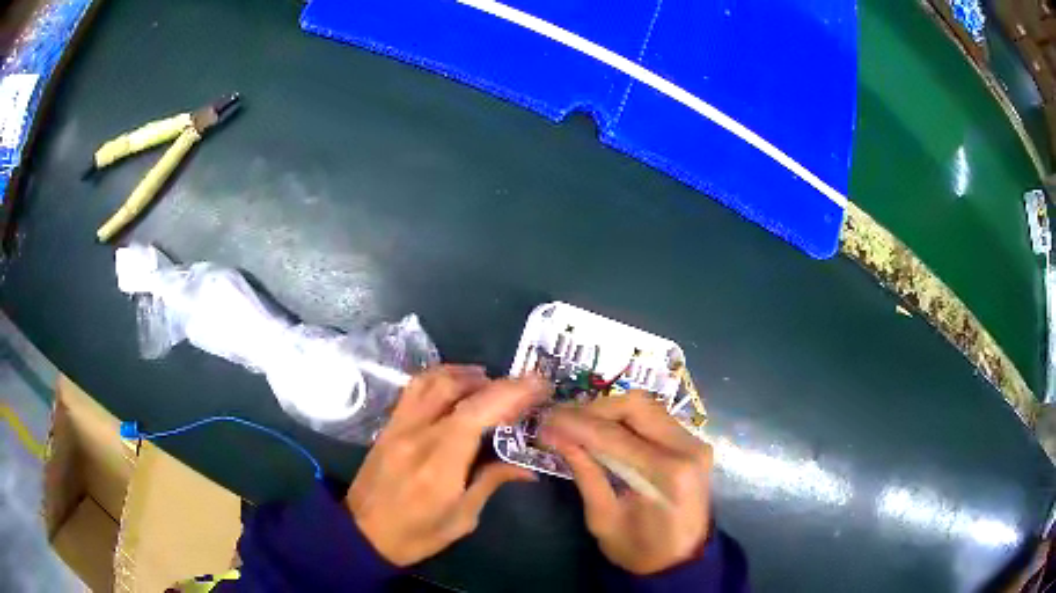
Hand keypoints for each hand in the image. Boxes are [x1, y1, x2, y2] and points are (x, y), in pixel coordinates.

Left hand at [347, 365, 548, 565]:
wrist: (361, 534)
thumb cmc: (416, 535)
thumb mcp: (461, 519)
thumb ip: (490, 482)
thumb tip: (526, 467)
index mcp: (439, 464)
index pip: (476, 414)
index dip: (510, 394)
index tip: (538, 384)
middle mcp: (417, 435)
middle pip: (456, 390)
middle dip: (496, 382)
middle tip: (522, 386)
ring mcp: (398, 426)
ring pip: (432, 381)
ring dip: (465, 374)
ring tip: (490, 381)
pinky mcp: (388, 426)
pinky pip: (414, 389)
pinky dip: (439, 378)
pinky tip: (455, 385)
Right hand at [540, 391, 712, 574]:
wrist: (681, 561)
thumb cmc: (639, 550)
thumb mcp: (603, 519)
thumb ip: (585, 473)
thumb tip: (558, 436)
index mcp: (667, 473)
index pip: (614, 435)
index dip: (576, 424)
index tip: (546, 421)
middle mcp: (688, 448)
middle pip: (636, 406)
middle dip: (594, 409)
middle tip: (563, 420)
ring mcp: (695, 442)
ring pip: (646, 406)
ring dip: (609, 411)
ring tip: (579, 424)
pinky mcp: (693, 443)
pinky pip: (655, 418)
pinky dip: (626, 420)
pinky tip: (604, 431)